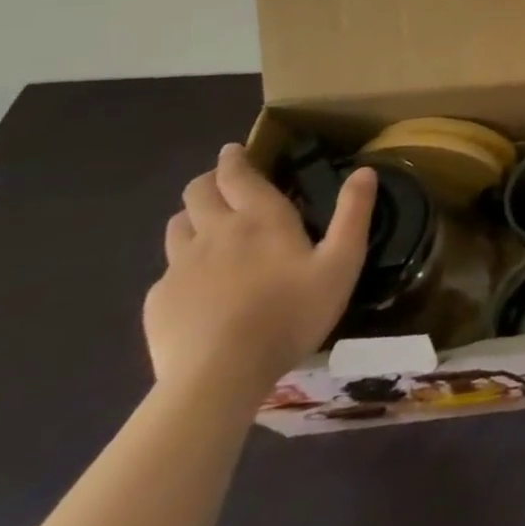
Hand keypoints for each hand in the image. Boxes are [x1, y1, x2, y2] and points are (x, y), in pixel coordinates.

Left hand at [144, 144, 374, 406]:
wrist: (218, 376)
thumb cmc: (290, 313)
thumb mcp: (341, 263)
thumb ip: (353, 214)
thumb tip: (365, 170)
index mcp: (260, 218)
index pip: (238, 174)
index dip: (235, 158)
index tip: (234, 150)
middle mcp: (215, 232)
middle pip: (198, 192)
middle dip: (210, 180)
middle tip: (223, 181)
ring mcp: (180, 267)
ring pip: (177, 225)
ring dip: (192, 215)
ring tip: (206, 224)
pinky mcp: (159, 300)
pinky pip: (168, 269)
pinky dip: (182, 263)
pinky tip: (197, 282)